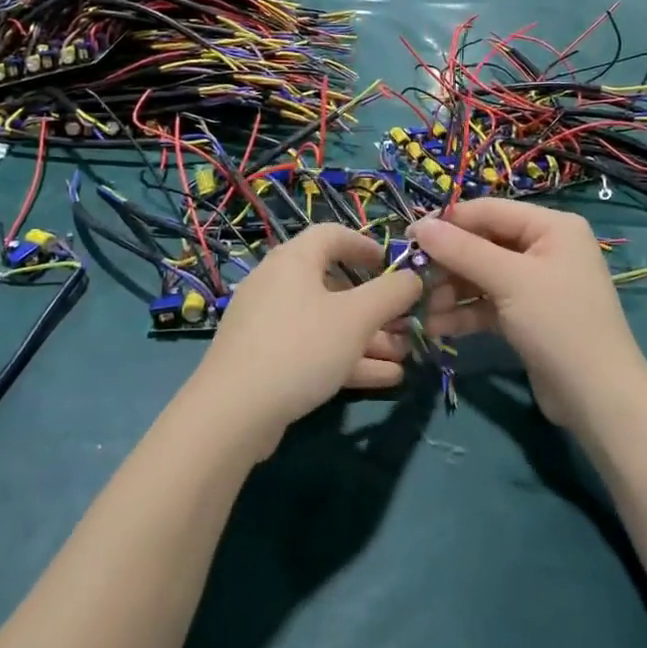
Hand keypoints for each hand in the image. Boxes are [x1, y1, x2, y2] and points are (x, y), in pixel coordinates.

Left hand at [194, 225, 422, 454]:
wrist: (233, 412)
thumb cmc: (300, 347)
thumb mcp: (355, 318)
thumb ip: (391, 294)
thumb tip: (413, 277)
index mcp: (294, 260)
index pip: (332, 235)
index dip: (365, 245)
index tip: (392, 265)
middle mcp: (278, 285)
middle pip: (334, 285)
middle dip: (376, 306)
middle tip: (407, 323)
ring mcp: (269, 324)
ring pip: (327, 323)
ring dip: (368, 338)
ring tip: (405, 355)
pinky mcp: (265, 360)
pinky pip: (313, 349)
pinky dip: (347, 358)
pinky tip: (385, 378)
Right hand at [412, 200, 646, 429]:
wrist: (598, 397)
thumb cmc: (558, 323)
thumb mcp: (509, 280)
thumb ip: (463, 250)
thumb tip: (419, 227)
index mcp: (551, 227)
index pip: (489, 211)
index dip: (448, 223)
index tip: (408, 237)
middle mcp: (544, 248)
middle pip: (482, 244)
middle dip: (447, 263)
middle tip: (413, 280)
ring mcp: (535, 284)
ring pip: (481, 276)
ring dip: (450, 291)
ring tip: (423, 310)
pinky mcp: (526, 315)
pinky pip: (487, 303)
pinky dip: (464, 313)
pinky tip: (437, 327)